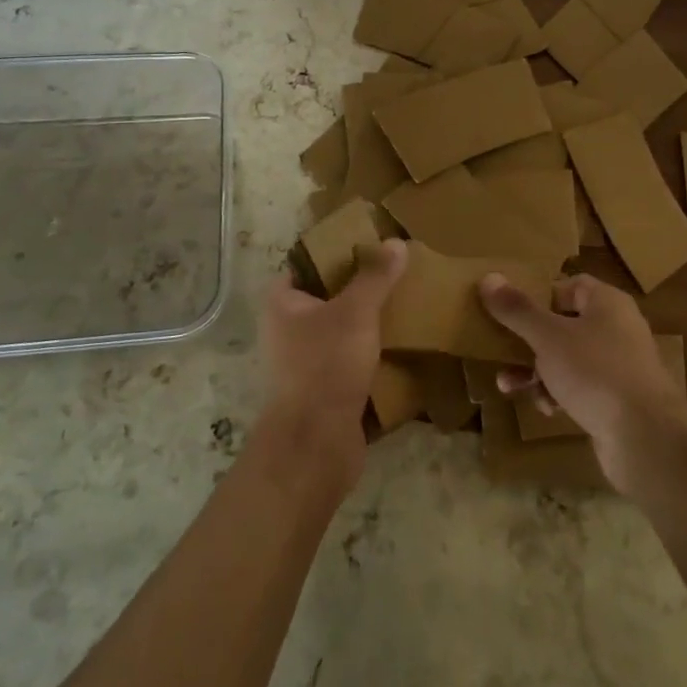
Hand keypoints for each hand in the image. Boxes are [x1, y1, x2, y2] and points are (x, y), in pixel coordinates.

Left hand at [258, 239, 406, 489]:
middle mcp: (286, 329)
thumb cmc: (326, 365)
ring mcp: (303, 362)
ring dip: (367, 321)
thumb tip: (396, 242)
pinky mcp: (323, 389)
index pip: (307, 264)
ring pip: (340, 330)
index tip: (371, 242)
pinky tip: (401, 343)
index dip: (336, 251)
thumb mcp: (356, 312)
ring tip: (403, 303)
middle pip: (326, 296)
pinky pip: (349, 360)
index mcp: (282, 303)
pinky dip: (371, 353)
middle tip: (394, 271)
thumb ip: (376, 276)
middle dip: (359, 286)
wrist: (316, 444)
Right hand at [479, 272, 686, 485]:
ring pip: (567, 359)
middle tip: (500, 349)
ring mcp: (618, 366)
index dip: (539, 294)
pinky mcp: (616, 400)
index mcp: (606, 303)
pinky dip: (558, 394)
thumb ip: (517, 309)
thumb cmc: (596, 372)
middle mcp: (615, 328)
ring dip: (536, 371)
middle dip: (528, 340)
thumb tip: (488, 277)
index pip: (569, 285)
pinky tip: (545, 409)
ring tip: (508, 386)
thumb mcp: (548, 337)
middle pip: (563, 324)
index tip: (509, 309)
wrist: (646, 439)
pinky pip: (579, 387)